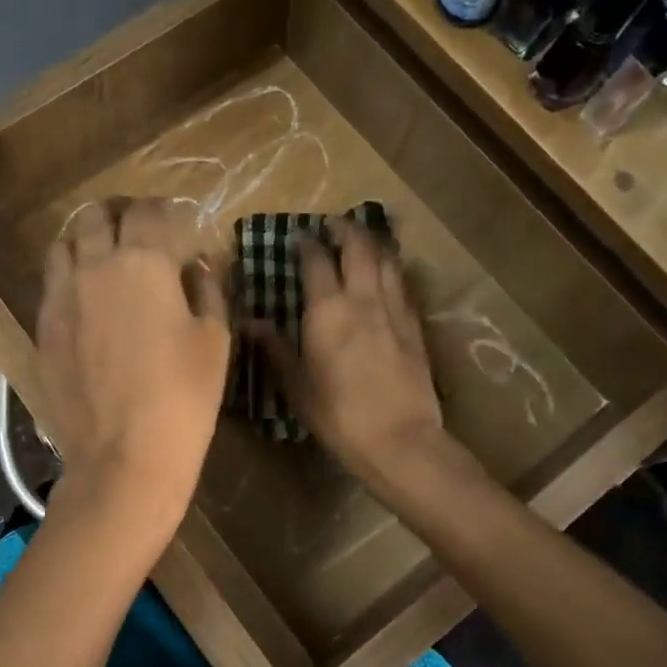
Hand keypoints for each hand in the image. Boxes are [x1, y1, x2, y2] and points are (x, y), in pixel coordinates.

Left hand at [37, 198, 229, 525]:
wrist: (124, 456)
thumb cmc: (183, 397)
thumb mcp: (214, 339)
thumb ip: (207, 290)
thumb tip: (197, 266)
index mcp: (143, 262)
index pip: (148, 211)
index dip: (163, 210)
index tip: (174, 223)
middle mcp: (95, 265)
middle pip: (96, 215)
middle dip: (119, 214)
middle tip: (138, 232)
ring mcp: (61, 296)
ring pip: (64, 243)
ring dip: (86, 240)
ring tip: (105, 259)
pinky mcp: (43, 326)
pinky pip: (51, 282)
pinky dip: (69, 275)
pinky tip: (86, 299)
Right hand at [247, 218, 447, 490]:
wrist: (400, 439)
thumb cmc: (339, 415)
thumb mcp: (297, 385)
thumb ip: (276, 348)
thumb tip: (250, 322)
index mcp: (328, 310)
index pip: (316, 261)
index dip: (307, 244)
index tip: (299, 237)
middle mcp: (363, 298)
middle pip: (358, 246)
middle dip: (345, 229)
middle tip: (332, 226)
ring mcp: (394, 309)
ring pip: (386, 259)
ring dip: (373, 243)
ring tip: (361, 240)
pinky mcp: (415, 326)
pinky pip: (402, 283)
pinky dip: (391, 269)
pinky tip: (386, 275)